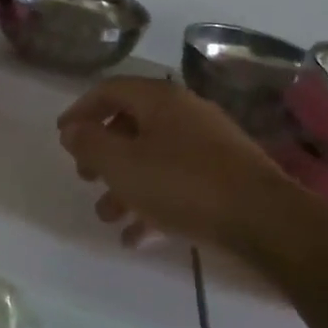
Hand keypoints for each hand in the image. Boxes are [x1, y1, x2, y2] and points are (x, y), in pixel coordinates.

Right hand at [57, 78, 293, 251]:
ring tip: (107, 216)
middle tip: (85, 176)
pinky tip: (138, 236)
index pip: (110, 91)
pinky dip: (154, 202)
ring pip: (154, 157)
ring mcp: (209, 144)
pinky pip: (178, 182)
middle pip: (132, 125)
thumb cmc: (183, 184)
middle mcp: (185, 113)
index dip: (80, 110)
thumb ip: (89, 143)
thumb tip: (71, 130)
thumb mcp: (122, 164)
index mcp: (159, 99)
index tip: (62, 136)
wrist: (265, 220)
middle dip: (103, 153)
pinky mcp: (225, 175)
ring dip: (125, 185)